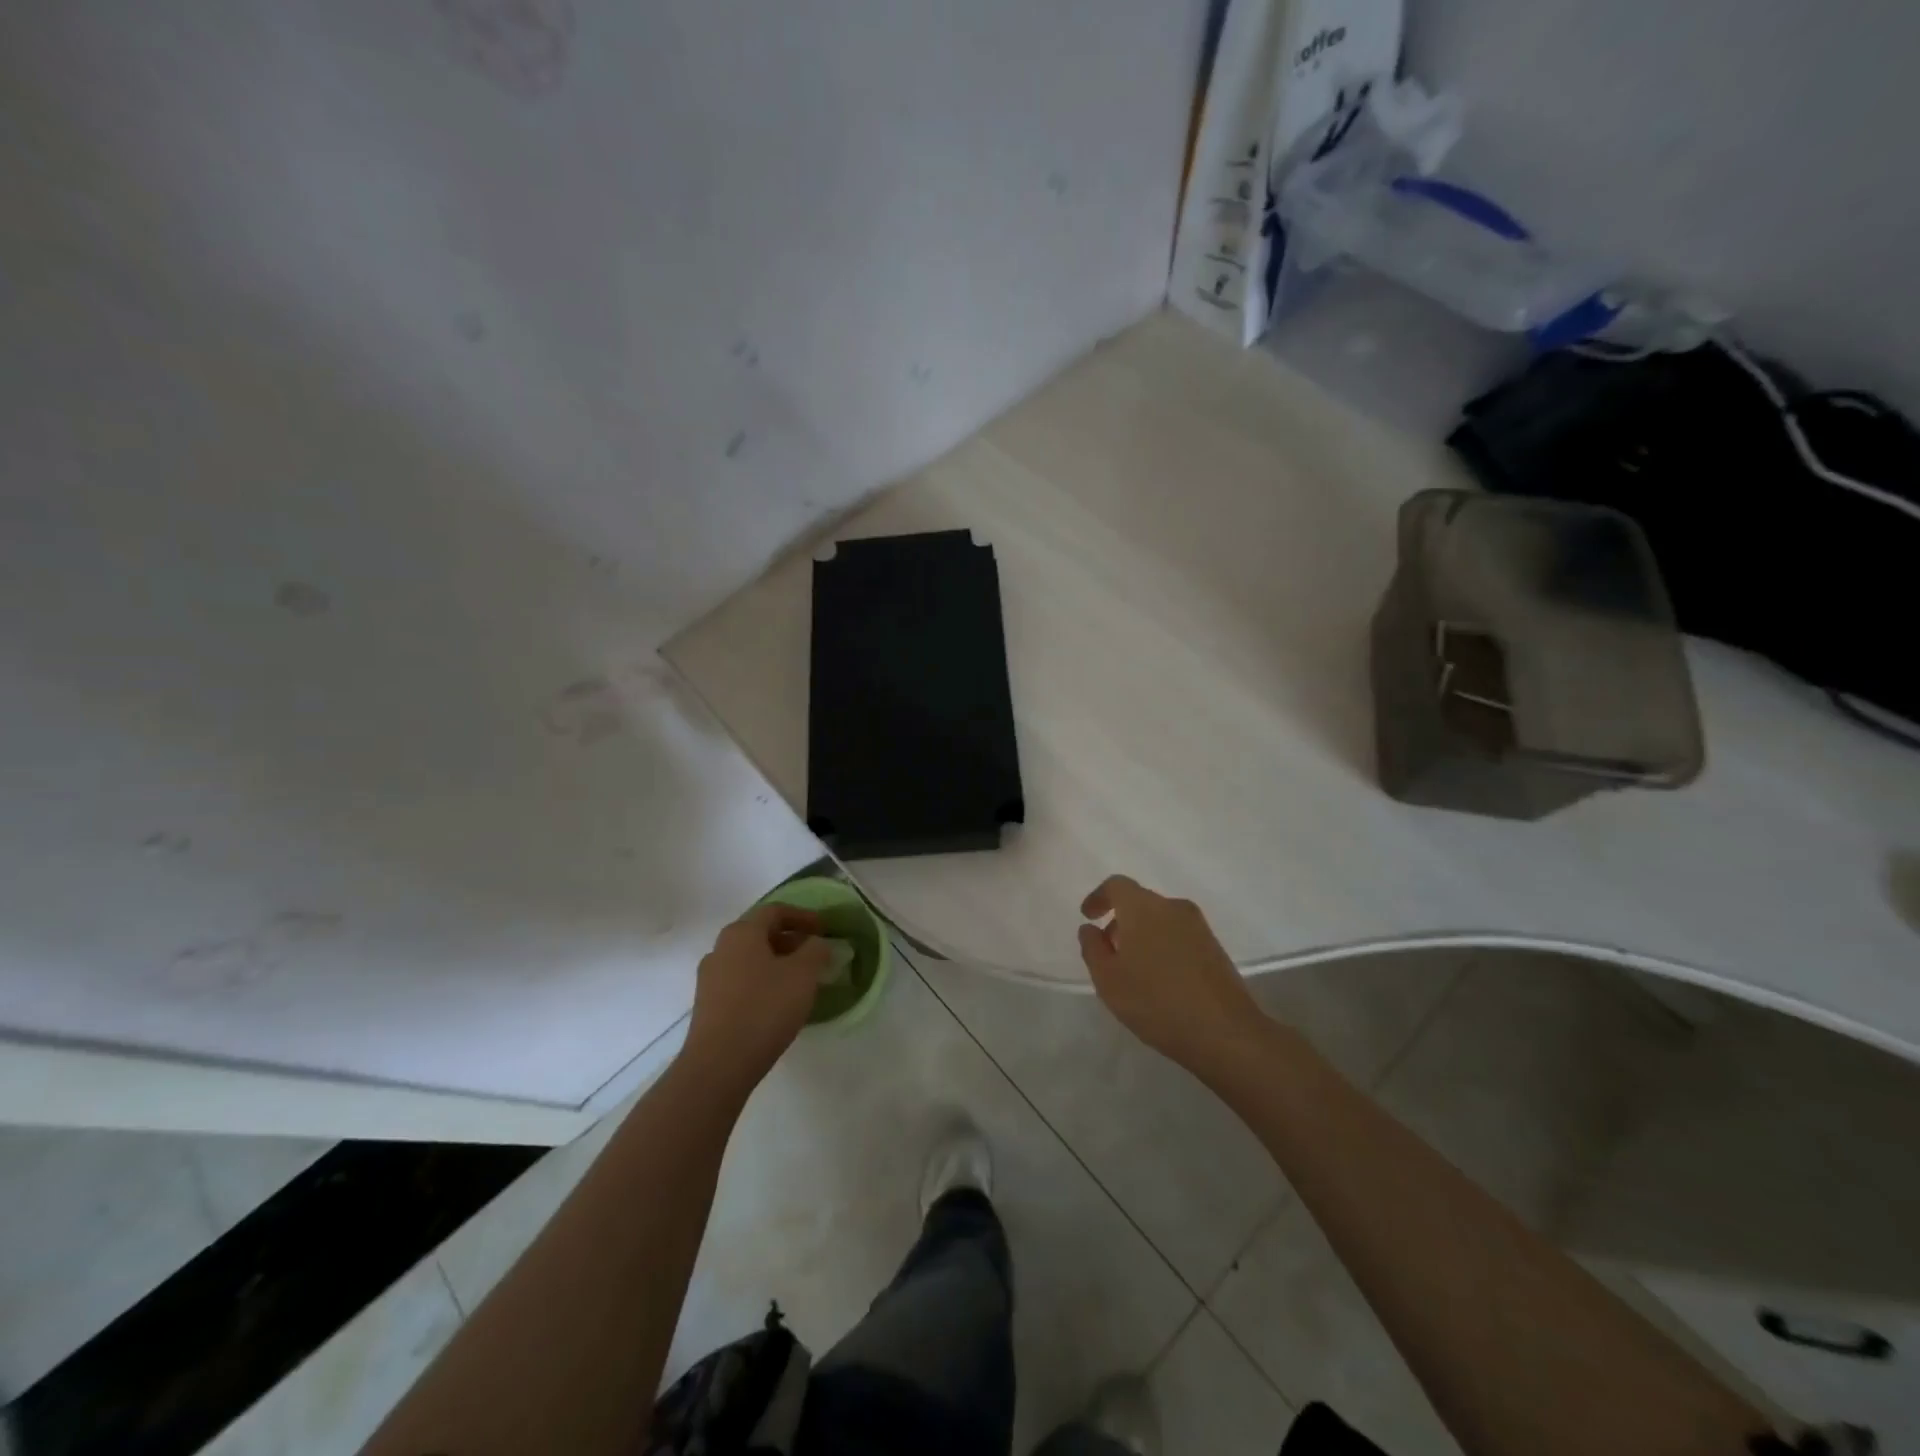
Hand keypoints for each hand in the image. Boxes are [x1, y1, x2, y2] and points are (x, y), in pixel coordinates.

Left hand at [682, 905, 828, 1095]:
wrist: (718, 1064)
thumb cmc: (765, 1008)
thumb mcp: (803, 975)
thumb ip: (815, 951)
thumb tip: (817, 943)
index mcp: (742, 932)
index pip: (775, 911)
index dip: (803, 916)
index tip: (824, 929)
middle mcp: (720, 948)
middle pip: (759, 933)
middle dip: (789, 940)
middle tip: (814, 954)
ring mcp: (710, 977)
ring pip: (749, 959)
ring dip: (775, 962)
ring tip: (799, 980)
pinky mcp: (707, 1005)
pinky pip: (740, 981)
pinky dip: (762, 982)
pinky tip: (777, 1002)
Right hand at [1077, 875, 1262, 1070]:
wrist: (1225, 1032)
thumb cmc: (1156, 1002)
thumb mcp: (1108, 980)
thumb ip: (1092, 948)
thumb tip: (1090, 929)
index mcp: (1144, 908)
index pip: (1117, 885)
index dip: (1099, 897)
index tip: (1088, 917)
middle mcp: (1173, 907)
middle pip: (1140, 901)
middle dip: (1121, 920)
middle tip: (1108, 950)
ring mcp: (1199, 927)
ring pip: (1161, 919)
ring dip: (1142, 934)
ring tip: (1133, 969)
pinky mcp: (1215, 948)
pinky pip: (1179, 935)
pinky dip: (1162, 945)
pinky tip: (1159, 979)